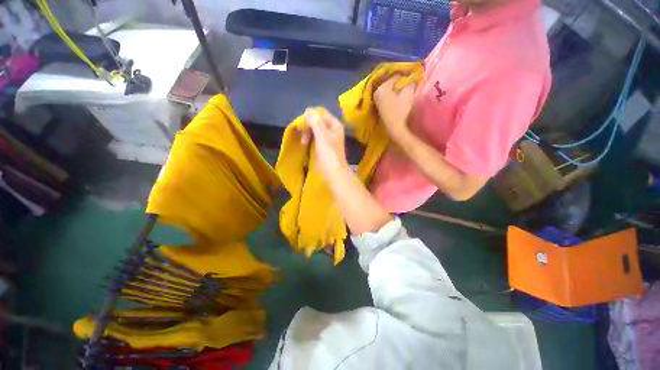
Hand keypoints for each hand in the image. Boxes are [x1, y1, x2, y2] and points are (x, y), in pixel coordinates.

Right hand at [300, 108, 348, 177]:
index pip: (321, 113)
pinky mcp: (324, 146)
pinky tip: (305, 144)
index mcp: (335, 124)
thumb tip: (308, 110)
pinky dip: (309, 139)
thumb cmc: (328, 154)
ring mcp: (329, 138)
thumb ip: (315, 122)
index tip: (302, 126)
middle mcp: (333, 129)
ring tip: (303, 143)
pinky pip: (315, 137)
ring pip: (315, 129)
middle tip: (303, 137)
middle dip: (308, 126)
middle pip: (317, 120)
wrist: (334, 174)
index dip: (310, 116)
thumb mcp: (321, 136)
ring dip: (307, 133)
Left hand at [374, 76, 415, 139]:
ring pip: (389, 90)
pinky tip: (400, 98)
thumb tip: (412, 79)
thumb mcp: (408, 94)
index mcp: (382, 87)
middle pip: (390, 83)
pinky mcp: (380, 106)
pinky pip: (388, 96)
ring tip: (406, 90)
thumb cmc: (401, 109)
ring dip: (397, 89)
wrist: (395, 128)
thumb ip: (410, 84)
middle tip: (409, 83)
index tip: (412, 77)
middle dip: (400, 83)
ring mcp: (377, 99)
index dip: (404, 76)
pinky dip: (394, 95)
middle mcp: (377, 91)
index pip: (394, 77)